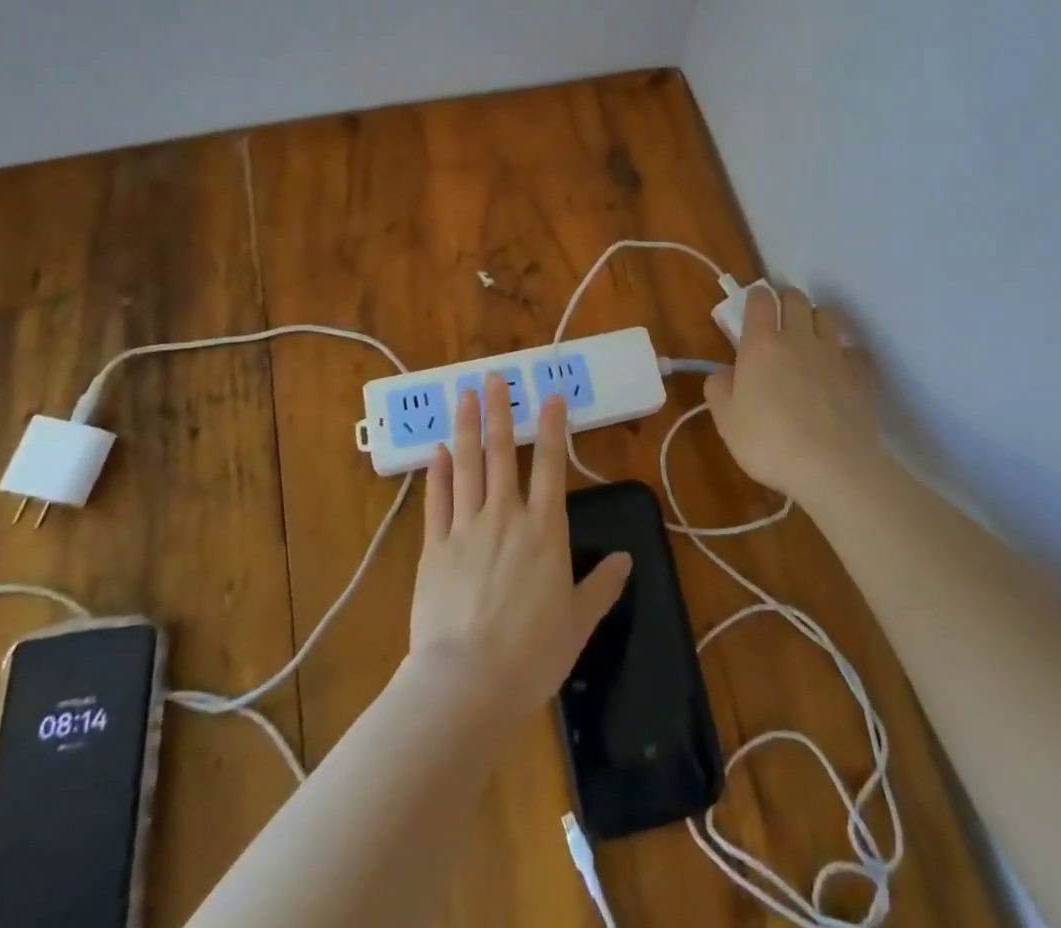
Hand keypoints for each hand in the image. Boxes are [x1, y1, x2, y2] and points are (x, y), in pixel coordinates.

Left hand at [409, 374, 630, 719]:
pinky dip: (438, 473)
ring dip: (465, 427)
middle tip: (494, 376)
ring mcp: (465, 528)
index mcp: (544, 530)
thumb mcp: (578, 622)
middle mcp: (505, 517)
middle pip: (501, 453)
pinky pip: (437, 501)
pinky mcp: (434, 548)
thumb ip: (601, 586)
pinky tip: (437, 450)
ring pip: (466, 465)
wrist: (467, 684)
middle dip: (499, 410)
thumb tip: (625, 559)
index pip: (550, 465)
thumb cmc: (532, 654)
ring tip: (463, 394)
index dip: (551, 427)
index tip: (550, 396)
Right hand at [705, 283, 883, 504]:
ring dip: (817, 319)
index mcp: (761, 345)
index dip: (756, 297)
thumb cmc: (769, 442)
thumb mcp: (726, 422)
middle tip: (780, 316)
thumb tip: (724, 373)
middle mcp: (798, 339)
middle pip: (796, 298)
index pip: (760, 300)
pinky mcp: (860, 375)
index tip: (754, 304)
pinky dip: (846, 353)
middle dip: (787, 299)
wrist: (832, 467)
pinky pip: (854, 350)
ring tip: (811, 337)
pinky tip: (840, 369)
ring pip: (828, 316)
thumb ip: (719, 390)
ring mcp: (833, 354)